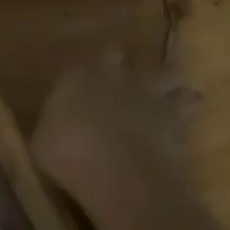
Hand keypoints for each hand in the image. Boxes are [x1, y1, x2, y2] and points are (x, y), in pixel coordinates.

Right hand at [30, 47, 194, 215]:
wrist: (120, 174)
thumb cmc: (68, 152)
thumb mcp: (42, 140)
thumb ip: (55, 124)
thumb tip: (58, 124)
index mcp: (82, 75)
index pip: (95, 55)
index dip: (99, 62)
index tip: (98, 70)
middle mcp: (120, 79)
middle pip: (137, 59)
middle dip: (136, 67)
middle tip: (134, 78)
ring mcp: (153, 99)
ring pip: (171, 77)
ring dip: (170, 87)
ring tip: (172, 96)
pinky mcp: (178, 125)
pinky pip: (187, 113)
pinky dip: (185, 119)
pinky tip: (180, 132)